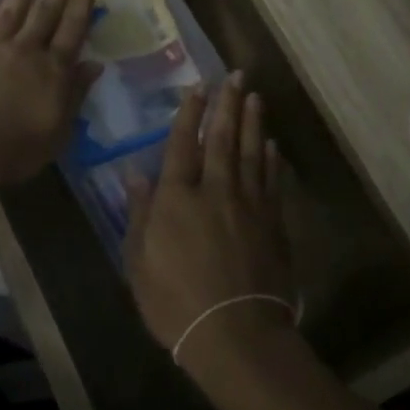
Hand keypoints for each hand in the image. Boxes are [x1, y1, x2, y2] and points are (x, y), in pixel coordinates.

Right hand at [124, 76, 294, 371]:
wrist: (235, 334)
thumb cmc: (174, 302)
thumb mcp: (139, 262)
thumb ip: (139, 214)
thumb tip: (136, 174)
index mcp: (177, 198)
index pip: (181, 145)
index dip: (189, 114)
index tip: (197, 86)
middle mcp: (215, 191)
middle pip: (221, 139)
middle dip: (228, 104)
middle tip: (236, 76)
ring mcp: (249, 205)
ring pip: (250, 153)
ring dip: (252, 122)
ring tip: (255, 96)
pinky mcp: (272, 224)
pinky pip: (271, 181)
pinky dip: (270, 160)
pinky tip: (271, 145)